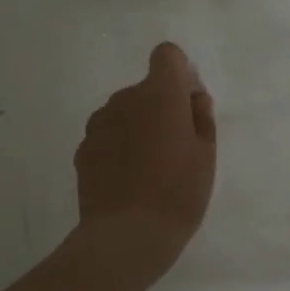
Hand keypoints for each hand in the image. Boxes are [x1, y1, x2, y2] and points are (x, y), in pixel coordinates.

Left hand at [72, 42, 217, 286]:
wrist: (127, 235)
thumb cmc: (178, 192)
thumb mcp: (206, 154)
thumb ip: (200, 117)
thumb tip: (192, 97)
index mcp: (160, 94)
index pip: (166, 55)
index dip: (179, 73)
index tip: (187, 104)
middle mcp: (124, 99)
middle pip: (146, 88)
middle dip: (161, 106)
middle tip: (176, 147)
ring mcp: (99, 124)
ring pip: (124, 112)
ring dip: (138, 126)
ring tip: (150, 168)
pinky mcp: (83, 149)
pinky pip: (107, 135)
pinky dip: (118, 147)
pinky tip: (128, 179)